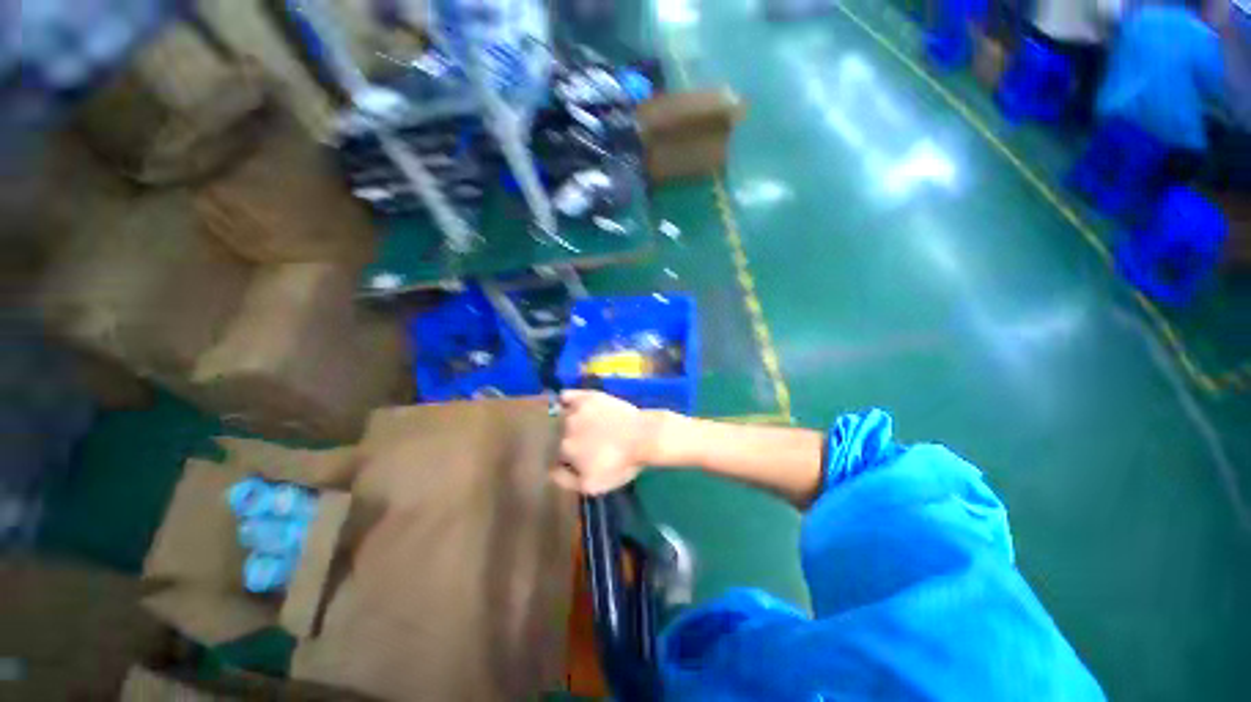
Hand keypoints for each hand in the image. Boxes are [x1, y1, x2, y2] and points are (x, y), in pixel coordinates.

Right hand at [554, 390, 660, 494]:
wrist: (644, 438)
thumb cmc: (620, 464)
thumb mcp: (592, 485)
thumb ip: (565, 480)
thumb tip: (550, 471)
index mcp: (564, 449)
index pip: (554, 456)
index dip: (566, 461)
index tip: (579, 461)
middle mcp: (564, 427)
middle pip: (557, 436)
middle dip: (568, 441)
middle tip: (587, 445)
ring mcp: (575, 410)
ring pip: (561, 417)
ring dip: (568, 423)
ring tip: (587, 427)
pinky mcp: (587, 396)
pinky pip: (566, 396)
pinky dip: (566, 400)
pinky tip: (572, 404)